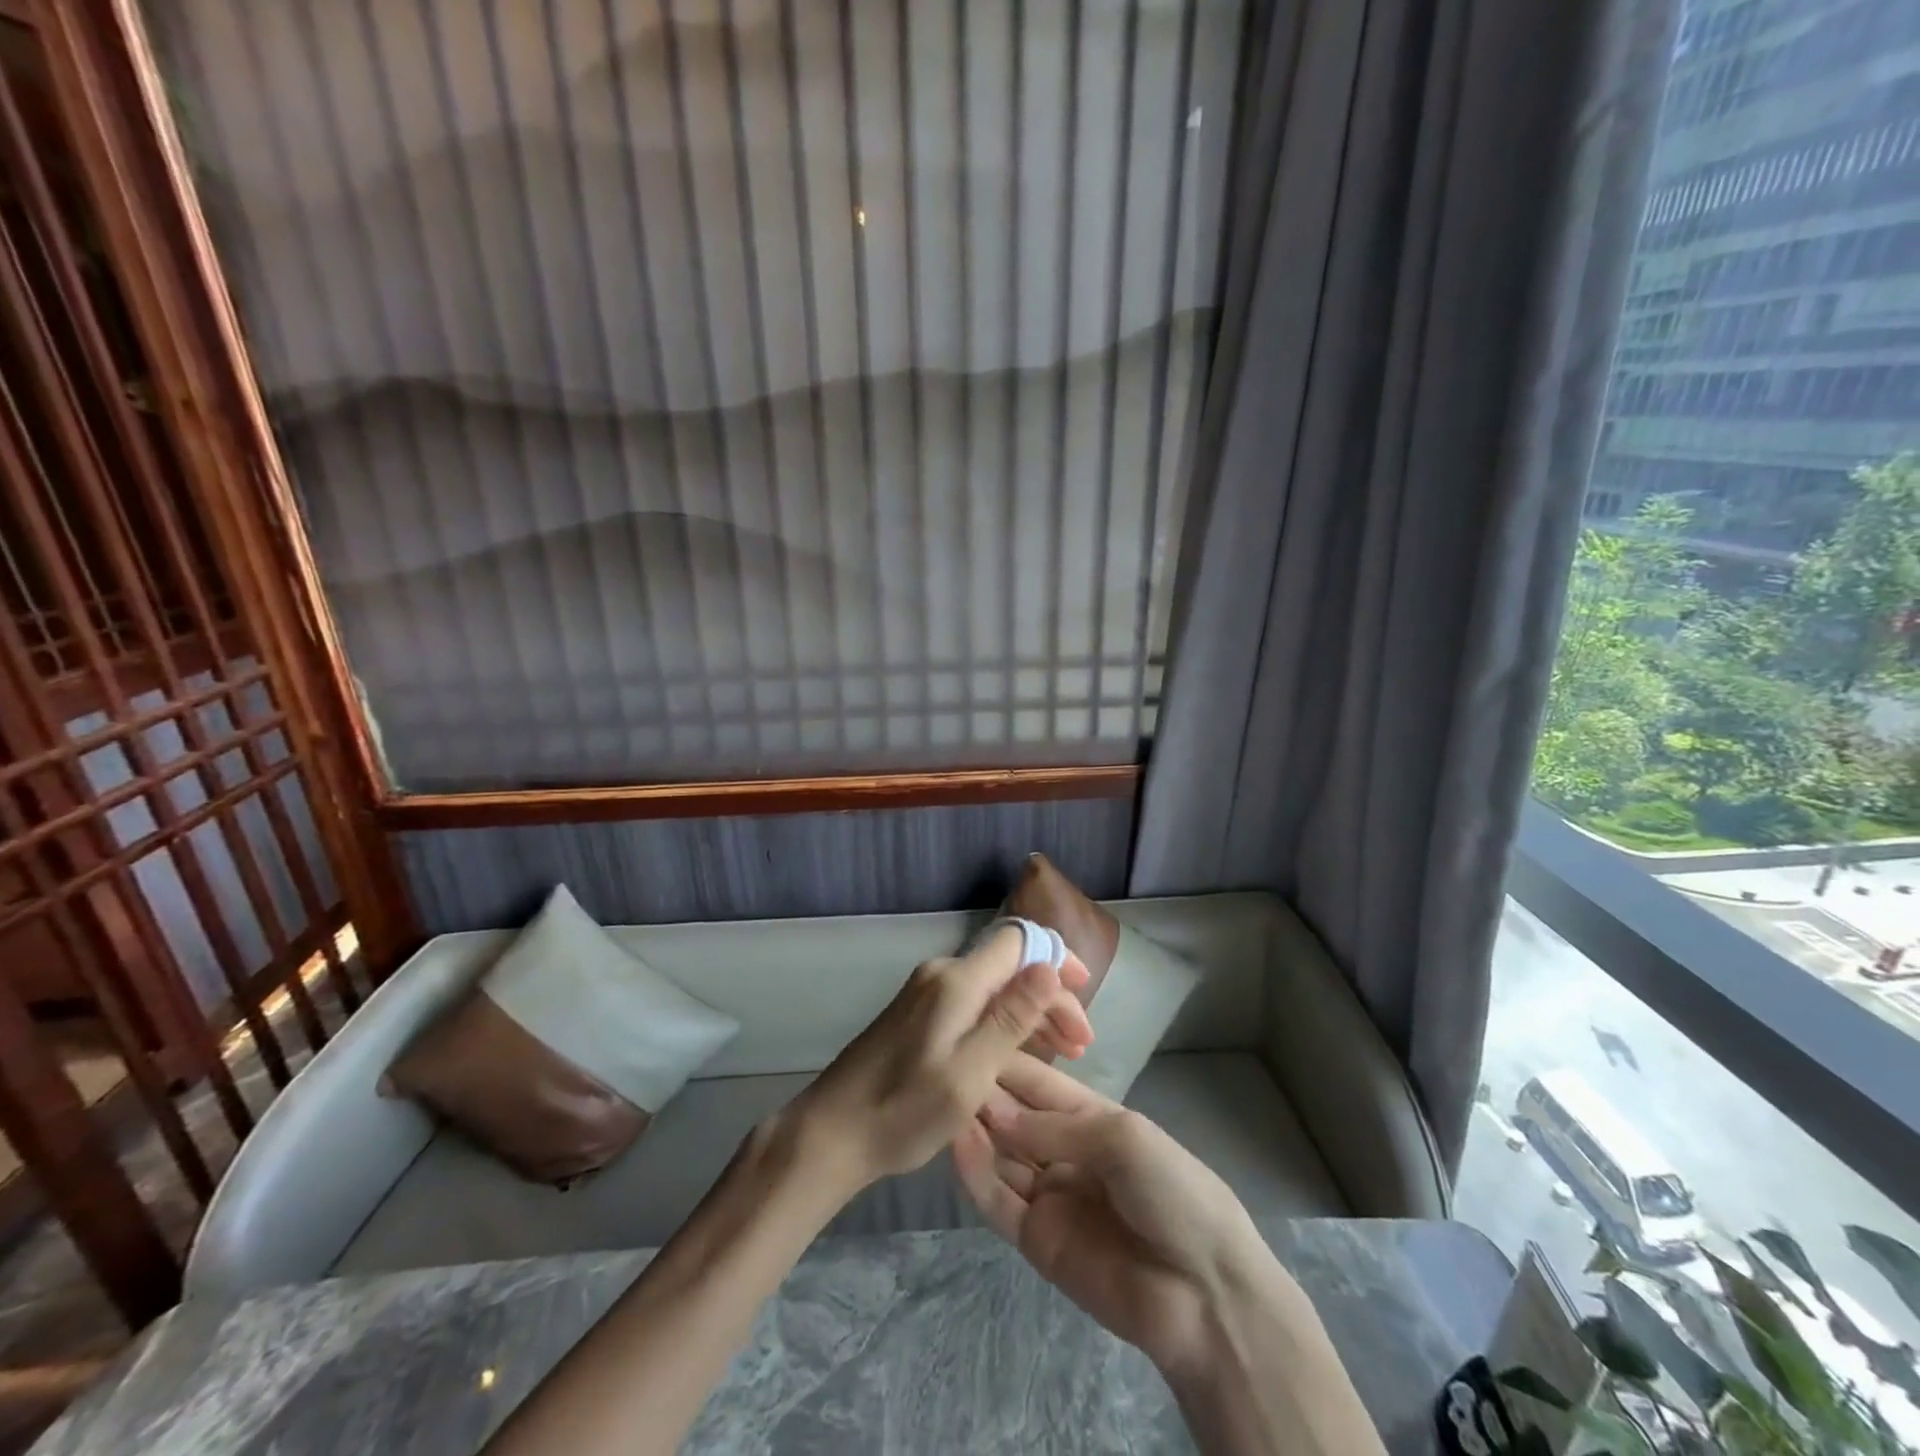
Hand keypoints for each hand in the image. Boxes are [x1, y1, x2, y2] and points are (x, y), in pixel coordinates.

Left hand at [788, 925, 1093, 1194]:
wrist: (830, 1133)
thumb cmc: (902, 1111)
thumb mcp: (968, 1074)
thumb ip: (1010, 1019)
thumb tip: (1049, 967)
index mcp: (957, 982)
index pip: (1019, 941)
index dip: (1057, 958)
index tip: (1084, 996)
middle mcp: (942, 974)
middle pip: (1010, 965)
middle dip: (1051, 995)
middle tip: (1080, 1045)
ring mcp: (927, 993)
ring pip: (994, 985)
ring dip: (1031, 1011)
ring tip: (1062, 1053)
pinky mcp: (918, 1014)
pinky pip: (974, 1002)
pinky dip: (1004, 1021)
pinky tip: (1019, 1053)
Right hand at [951, 1053, 1276, 1378]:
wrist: (1206, 1297)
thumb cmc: (1174, 1193)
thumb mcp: (1123, 1138)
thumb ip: (1055, 1125)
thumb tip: (993, 1107)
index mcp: (1092, 1118)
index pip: (1038, 1084)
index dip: (1007, 1063)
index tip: (969, 1036)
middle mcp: (1064, 1151)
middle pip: (1014, 1117)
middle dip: (985, 1093)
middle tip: (945, 1067)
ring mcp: (1048, 1196)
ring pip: (1000, 1155)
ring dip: (975, 1129)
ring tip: (943, 1099)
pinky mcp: (1035, 1240)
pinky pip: (998, 1201)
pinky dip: (976, 1174)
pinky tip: (956, 1144)